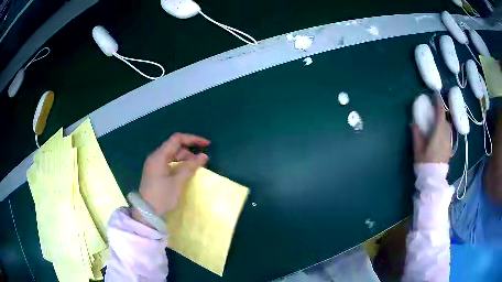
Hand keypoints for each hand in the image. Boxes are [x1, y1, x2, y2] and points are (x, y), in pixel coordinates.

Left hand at [134, 133, 209, 220]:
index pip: (177, 139)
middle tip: (201, 162)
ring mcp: (154, 165)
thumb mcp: (178, 182)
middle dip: (189, 151)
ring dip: (185, 159)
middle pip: (174, 147)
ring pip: (172, 155)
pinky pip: (169, 163)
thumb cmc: (162, 197)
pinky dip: (179, 165)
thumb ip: (191, 167)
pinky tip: (185, 172)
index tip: (207, 145)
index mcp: (159, 156)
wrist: (147, 213)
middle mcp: (155, 157)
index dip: (192, 139)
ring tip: (195, 168)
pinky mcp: (155, 173)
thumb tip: (204, 156)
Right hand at [411, 96, 451, 163]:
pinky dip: (445, 130)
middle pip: (446, 120)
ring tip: (438, 122)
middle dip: (441, 113)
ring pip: (448, 127)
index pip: (441, 113)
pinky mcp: (449, 149)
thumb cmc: (425, 162)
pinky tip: (440, 135)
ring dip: (443, 122)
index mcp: (439, 132)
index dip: (439, 103)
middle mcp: (446, 135)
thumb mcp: (418, 148)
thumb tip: (413, 123)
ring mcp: (449, 142)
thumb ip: (416, 134)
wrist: (433, 179)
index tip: (436, 96)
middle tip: (435, 111)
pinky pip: (448, 135)